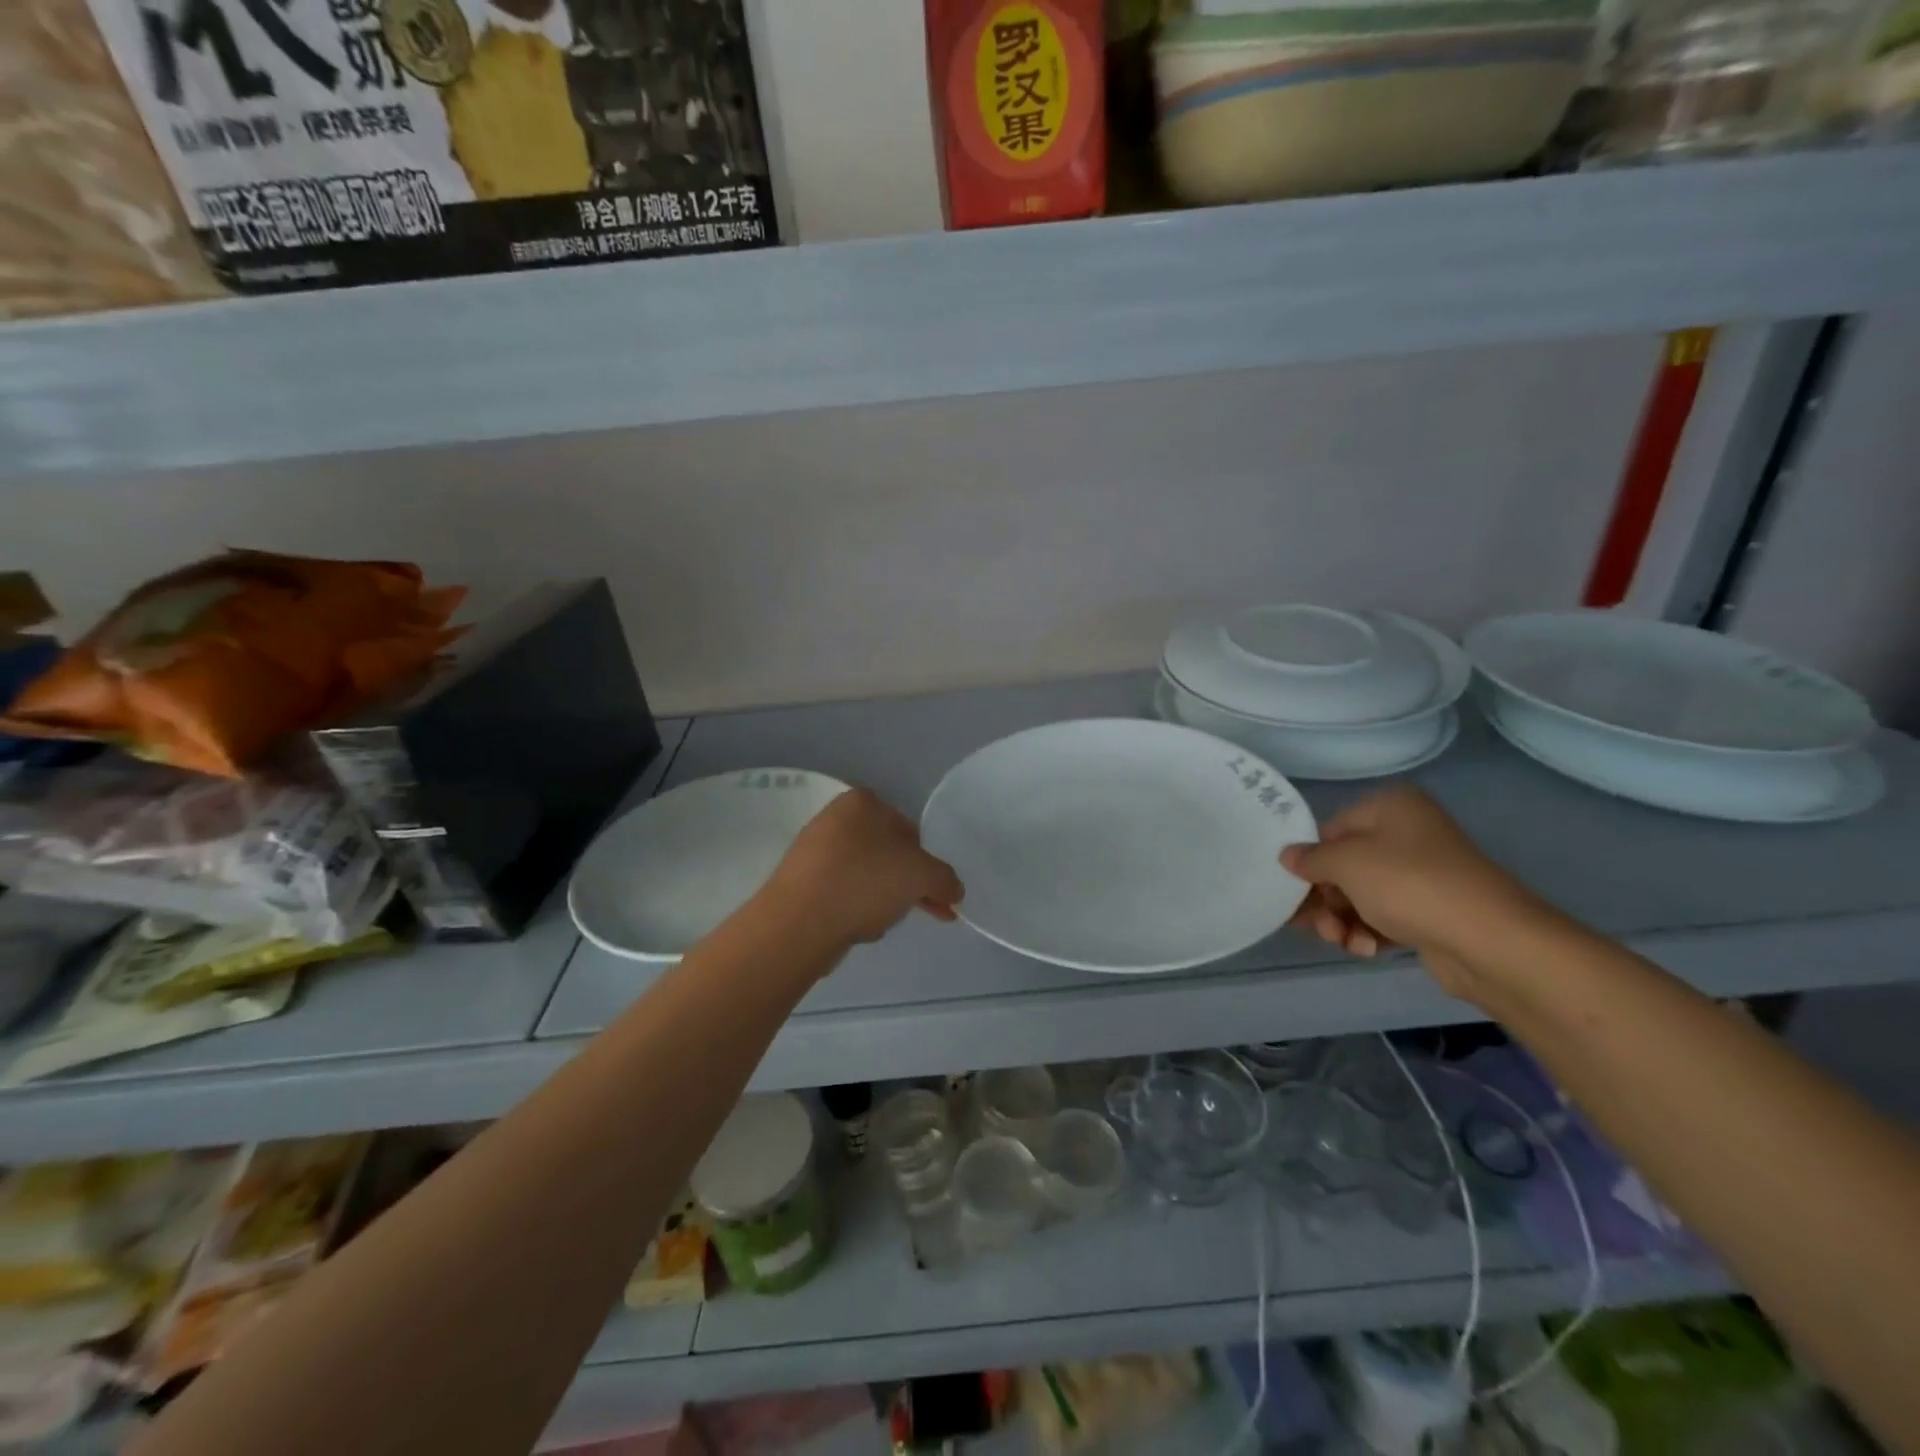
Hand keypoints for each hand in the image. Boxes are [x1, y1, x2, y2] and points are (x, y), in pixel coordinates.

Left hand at [760, 787, 964, 948]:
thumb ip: (945, 878)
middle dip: (908, 885)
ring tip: (882, 923)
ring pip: (867, 877)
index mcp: (862, 802)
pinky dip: (856, 910)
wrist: (799, 923)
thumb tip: (954, 890)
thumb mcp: (921, 875)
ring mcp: (813, 852)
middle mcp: (834, 818)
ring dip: (883, 900)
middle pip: (888, 855)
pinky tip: (858, 928)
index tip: (937, 893)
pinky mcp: (800, 884)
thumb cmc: (865, 882)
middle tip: (924, 911)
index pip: (910, 830)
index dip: (928, 863)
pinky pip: (842, 895)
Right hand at [1280, 786, 1542, 996]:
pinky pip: (1385, 915)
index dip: (1309, 861)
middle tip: (1317, 925)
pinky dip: (1369, 932)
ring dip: (1343, 920)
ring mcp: (1422, 873)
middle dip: (1325, 899)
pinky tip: (1367, 949)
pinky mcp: (1432, 910)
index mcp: (1390, 807)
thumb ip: (1310, 859)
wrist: (1490, 940)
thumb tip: (1287, 856)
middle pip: (1344, 866)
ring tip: (1344, 942)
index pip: (1330, 830)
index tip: (1293, 891)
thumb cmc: (1409, 884)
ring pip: (1361, 895)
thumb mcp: (1347, 864)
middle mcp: (1407, 833)